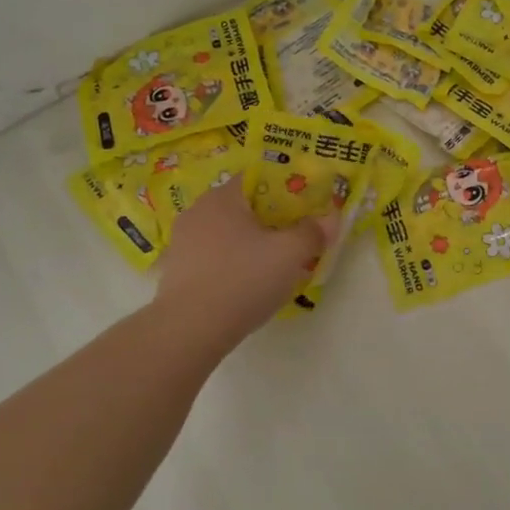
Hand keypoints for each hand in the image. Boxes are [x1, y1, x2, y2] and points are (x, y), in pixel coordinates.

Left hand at [152, 179, 332, 339]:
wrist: (189, 330)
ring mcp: (183, 242)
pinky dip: (233, 264)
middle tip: (297, 239)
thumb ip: (313, 232)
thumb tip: (331, 217)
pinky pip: (215, 257)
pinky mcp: (178, 271)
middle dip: (272, 220)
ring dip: (252, 244)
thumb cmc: (243, 279)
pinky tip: (248, 286)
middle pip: (244, 207)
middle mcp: (198, 211)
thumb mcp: (290, 254)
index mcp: (223, 197)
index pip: (259, 179)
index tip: (307, 209)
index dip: (287, 190)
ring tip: (276, 266)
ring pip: (229, 234)